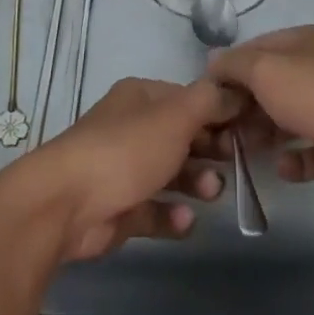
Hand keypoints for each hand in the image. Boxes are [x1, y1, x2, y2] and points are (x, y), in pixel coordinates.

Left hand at [0, 77, 238, 262]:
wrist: (65, 205)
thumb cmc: (126, 150)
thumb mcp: (176, 116)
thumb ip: (211, 102)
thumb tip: (235, 93)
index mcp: (141, 98)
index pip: (190, 100)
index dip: (220, 113)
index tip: (248, 131)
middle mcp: (131, 129)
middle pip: (182, 137)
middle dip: (210, 151)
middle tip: (236, 164)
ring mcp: (122, 170)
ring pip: (170, 175)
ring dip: (196, 183)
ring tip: (210, 194)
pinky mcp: (118, 209)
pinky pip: (154, 211)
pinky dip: (171, 216)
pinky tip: (183, 221)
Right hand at [208, 24, 313, 200]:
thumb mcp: (264, 69)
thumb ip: (234, 65)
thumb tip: (213, 63)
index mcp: (306, 42)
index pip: (258, 48)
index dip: (231, 68)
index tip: (208, 94)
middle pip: (273, 86)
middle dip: (246, 106)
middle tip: (221, 130)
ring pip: (290, 119)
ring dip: (265, 134)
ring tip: (241, 152)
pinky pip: (312, 151)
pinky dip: (295, 160)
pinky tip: (281, 168)